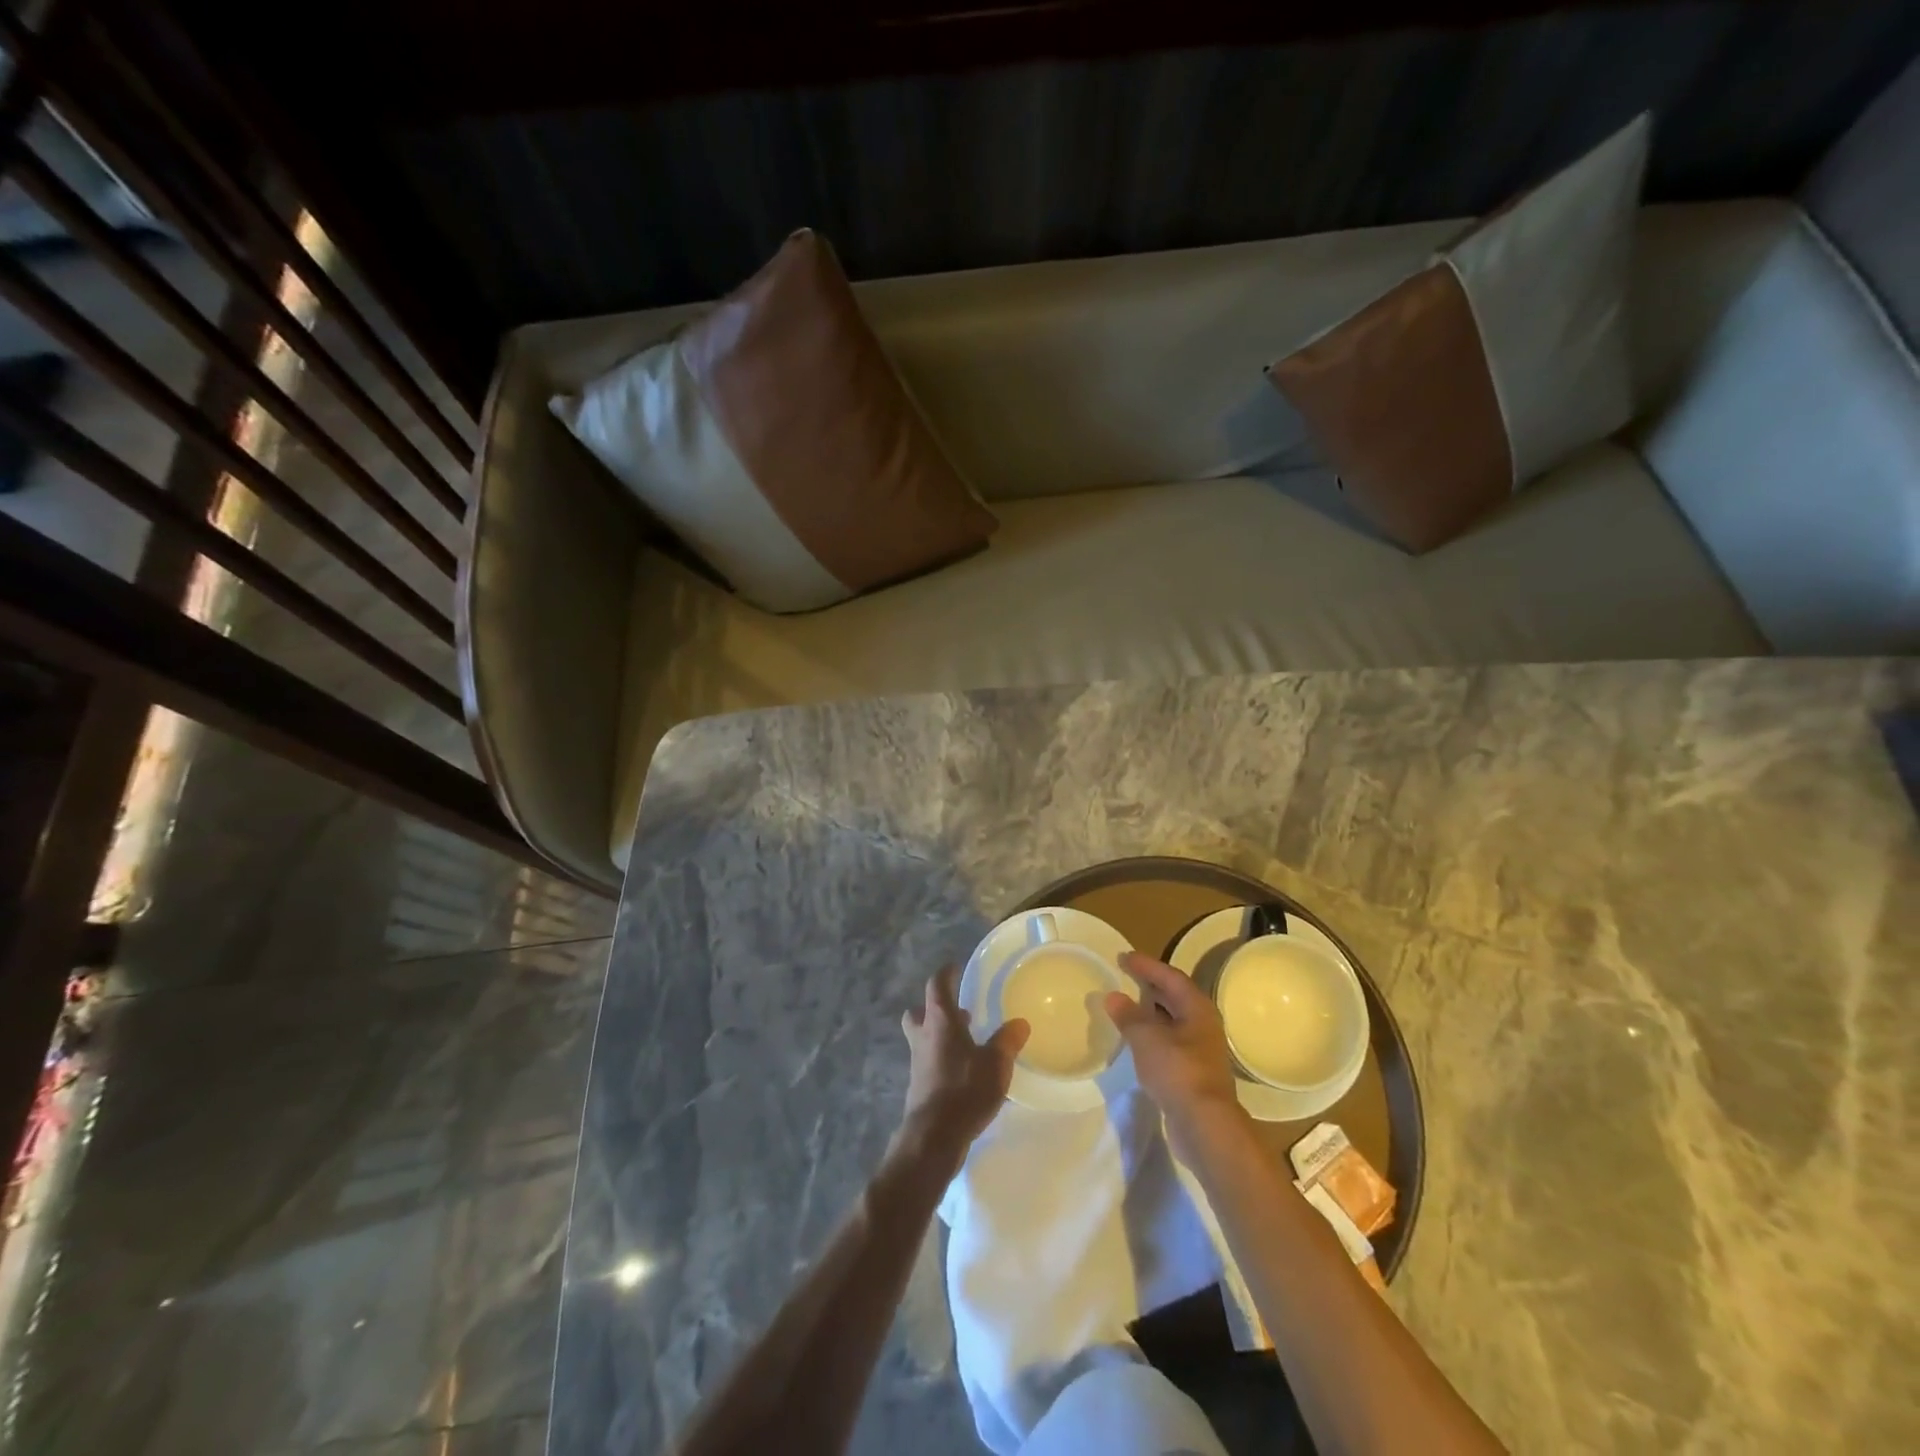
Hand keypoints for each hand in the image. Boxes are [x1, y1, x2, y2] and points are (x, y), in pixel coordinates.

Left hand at [896, 966, 1028, 1175]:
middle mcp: (924, 1036)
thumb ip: (1007, 1041)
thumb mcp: (995, 1064)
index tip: (955, 968)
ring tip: (967, 1043)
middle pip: (920, 1012)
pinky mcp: (919, 1085)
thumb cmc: (964, 1089)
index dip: (946, 974)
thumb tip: (1019, 1023)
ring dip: (940, 1035)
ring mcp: (918, 1062)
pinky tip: (964, 1072)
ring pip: (924, 1037)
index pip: (937, 985)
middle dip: (935, 1008)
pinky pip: (929, 1061)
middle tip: (959, 1011)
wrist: (934, 1136)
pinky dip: (943, 1059)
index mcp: (940, 1021)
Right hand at [1106, 952, 1245, 1152]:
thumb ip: (1129, 1015)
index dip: (1147, 965)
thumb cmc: (1178, 1071)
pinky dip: (1152, 1035)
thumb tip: (1114, 997)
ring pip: (1173, 1021)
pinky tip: (1136, 1040)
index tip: (1124, 957)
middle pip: (1175, 997)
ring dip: (1151, 1012)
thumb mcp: (1146, 1038)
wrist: (1205, 1125)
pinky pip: (1169, 1042)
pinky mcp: (1193, 1073)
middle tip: (1125, 977)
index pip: (1170, 977)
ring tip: (1126, 1006)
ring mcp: (1200, 1050)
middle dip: (1150, 986)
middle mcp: (1203, 1025)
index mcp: (1197, 1008)